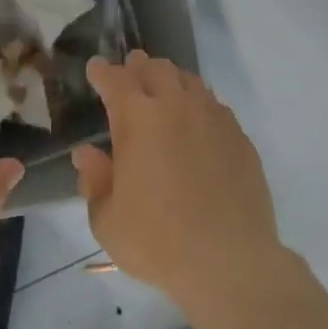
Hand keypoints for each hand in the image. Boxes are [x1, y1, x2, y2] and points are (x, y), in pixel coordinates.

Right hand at [72, 51, 284, 309]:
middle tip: (129, 72)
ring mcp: (213, 119)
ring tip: (163, 91)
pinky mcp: (240, 138)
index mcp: (138, 119)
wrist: (230, 262)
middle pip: (156, 69)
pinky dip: (198, 104)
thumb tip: (87, 154)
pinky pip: (215, 106)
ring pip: (190, 81)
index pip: (116, 79)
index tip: (96, 68)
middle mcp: (177, 107)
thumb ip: (94, 180)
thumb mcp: (107, 220)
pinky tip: (196, 122)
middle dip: (138, 67)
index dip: (103, 72)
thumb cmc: (157, 242)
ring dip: (170, 80)